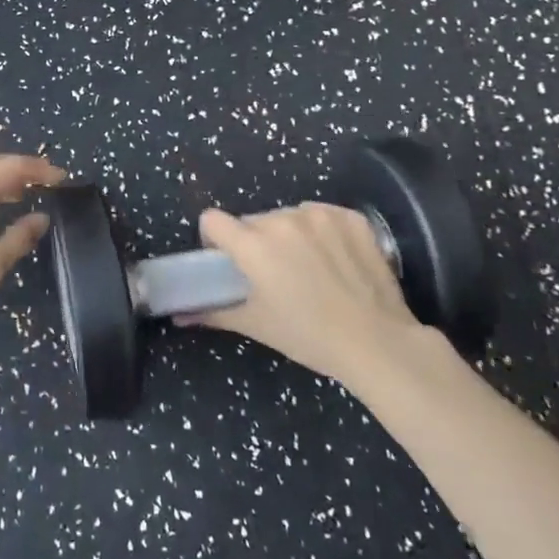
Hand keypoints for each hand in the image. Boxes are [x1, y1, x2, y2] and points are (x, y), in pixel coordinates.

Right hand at [187, 202, 438, 396]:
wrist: (379, 343)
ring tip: (310, 268)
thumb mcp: (257, 325)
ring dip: (289, 235)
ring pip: (287, 216)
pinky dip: (323, 232)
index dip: (215, 240)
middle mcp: (282, 219)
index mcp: (253, 244)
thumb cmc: (309, 336)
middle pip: (253, 221)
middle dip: (255, 242)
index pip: (212, 220)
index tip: (228, 261)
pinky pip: (322, 216)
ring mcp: (320, 215)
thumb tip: (179, 316)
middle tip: (274, 275)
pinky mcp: (351, 217)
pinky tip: (336, 260)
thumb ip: (213, 312)